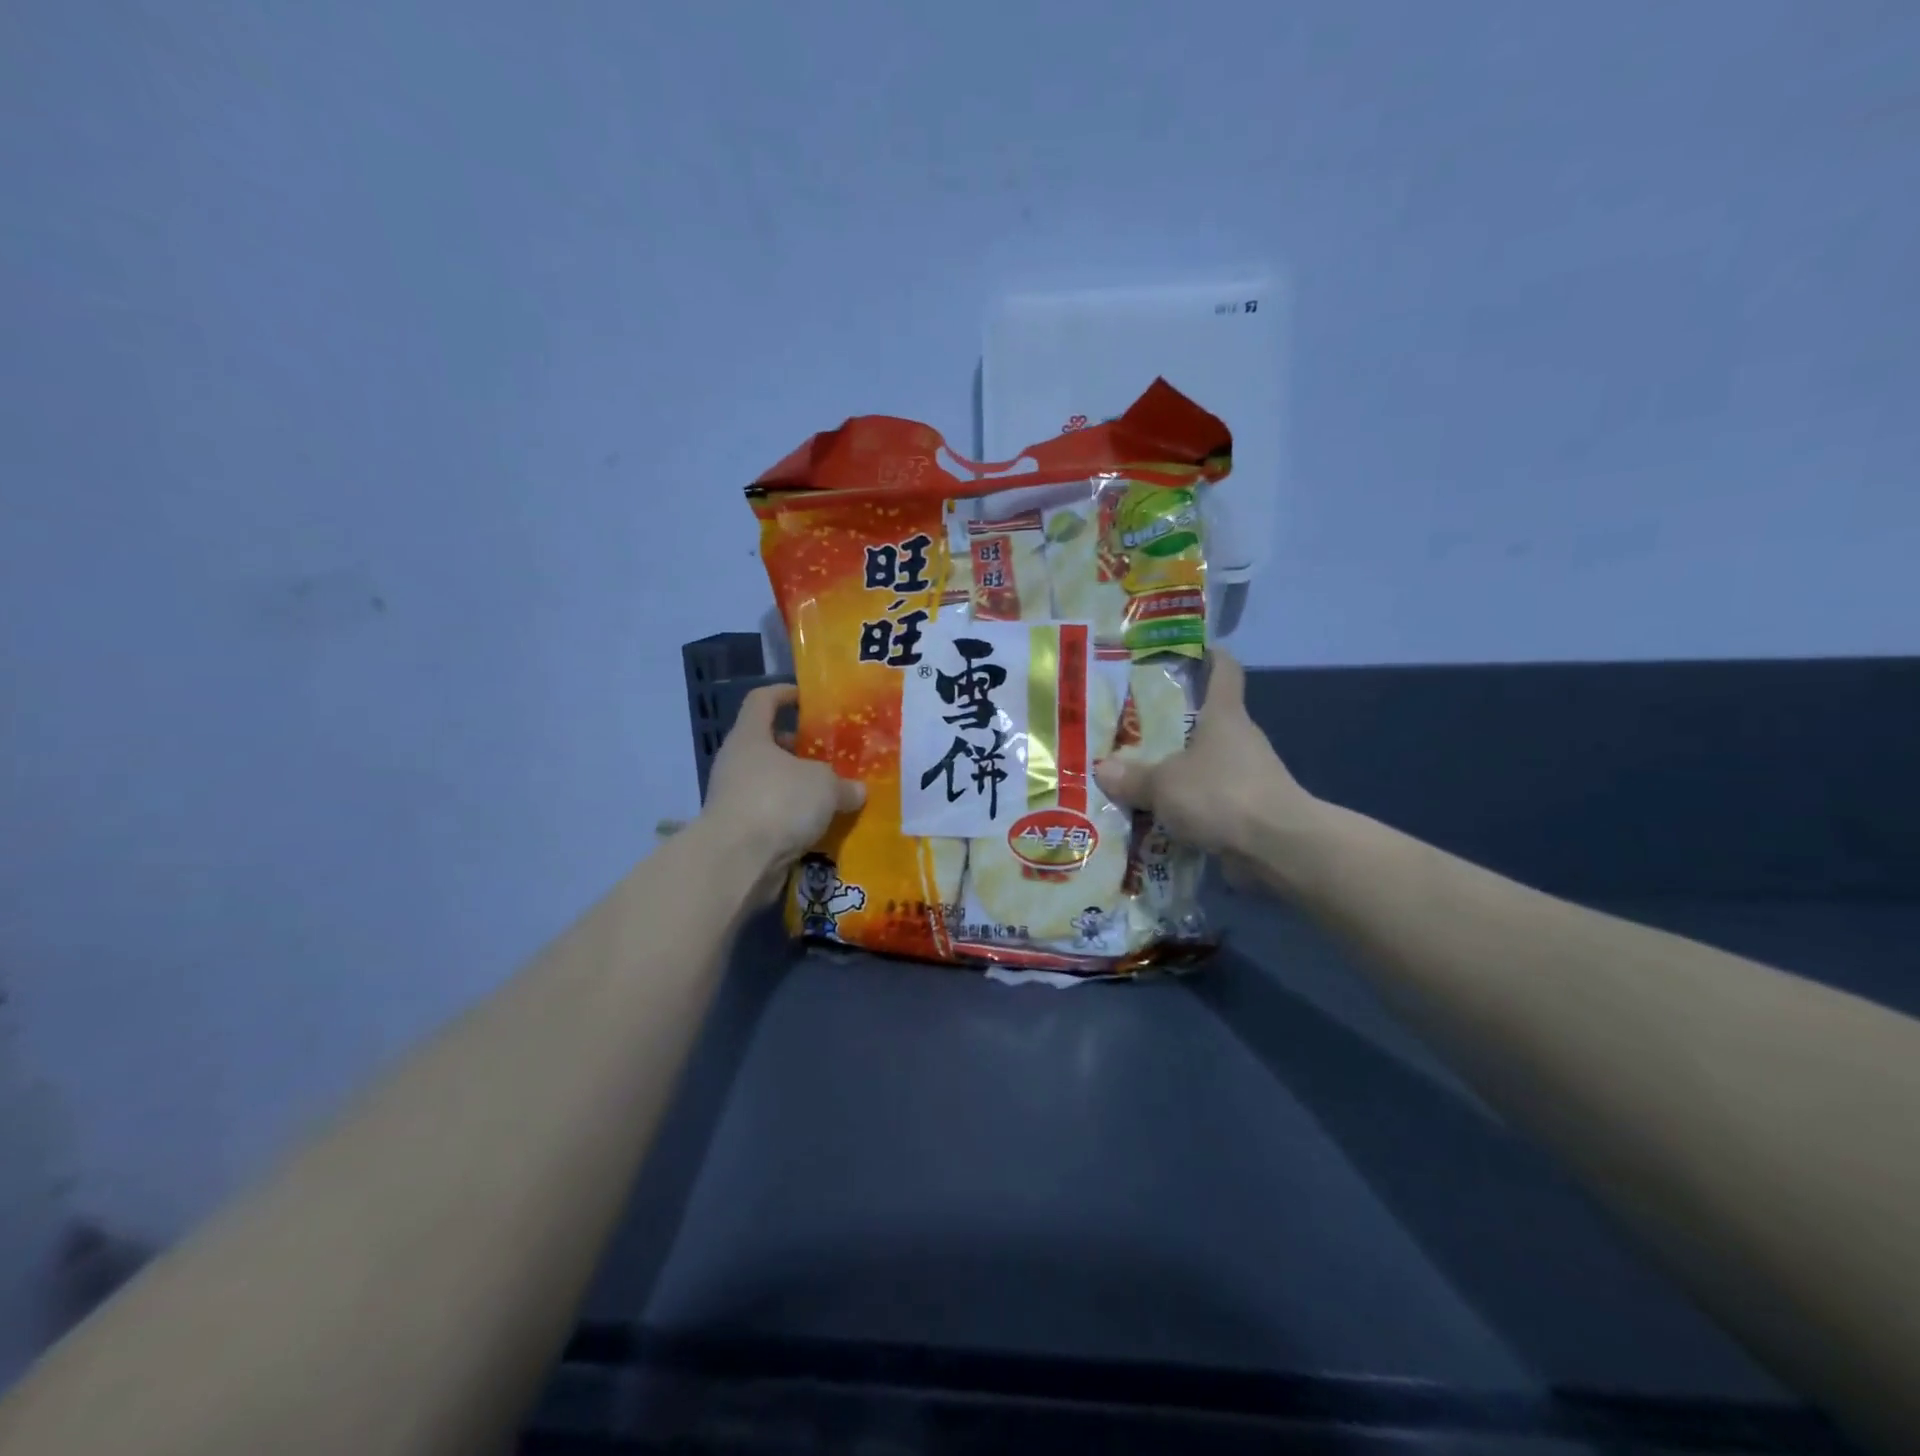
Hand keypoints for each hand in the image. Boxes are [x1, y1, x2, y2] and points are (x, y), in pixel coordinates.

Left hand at [702, 684, 863, 896]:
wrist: (738, 862)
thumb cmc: (779, 802)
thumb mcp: (825, 786)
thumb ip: (844, 785)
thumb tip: (857, 791)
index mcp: (750, 737)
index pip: (762, 700)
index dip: (784, 694)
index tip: (808, 699)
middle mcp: (737, 763)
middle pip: (769, 745)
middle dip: (800, 750)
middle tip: (832, 756)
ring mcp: (734, 799)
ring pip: (772, 783)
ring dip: (799, 789)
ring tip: (833, 795)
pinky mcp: (740, 832)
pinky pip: (773, 816)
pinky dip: (794, 819)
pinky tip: (821, 827)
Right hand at [1094, 651, 1314, 876]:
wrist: (1277, 847)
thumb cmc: (1221, 794)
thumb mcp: (1163, 784)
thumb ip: (1132, 777)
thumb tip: (1102, 770)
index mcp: (1224, 716)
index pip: (1224, 672)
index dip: (1210, 657)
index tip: (1190, 651)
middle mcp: (1239, 740)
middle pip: (1207, 722)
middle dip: (1174, 727)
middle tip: (1133, 730)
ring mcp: (1248, 777)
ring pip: (1206, 766)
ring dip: (1178, 774)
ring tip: (1137, 781)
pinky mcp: (1250, 812)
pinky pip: (1210, 803)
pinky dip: (1188, 810)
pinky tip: (1157, 820)